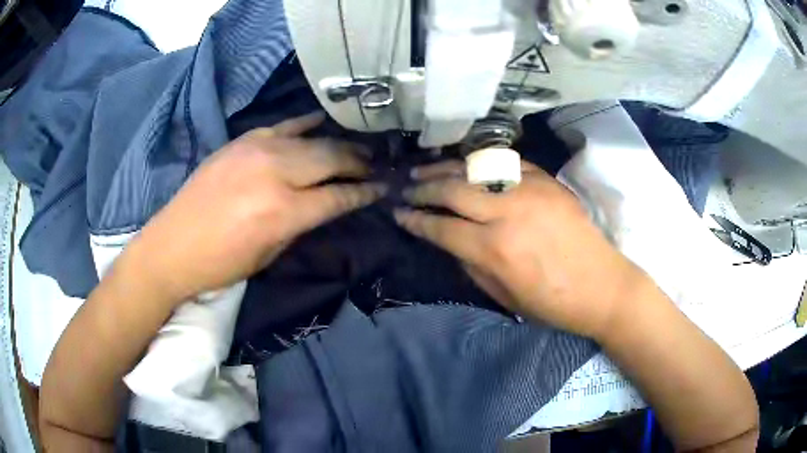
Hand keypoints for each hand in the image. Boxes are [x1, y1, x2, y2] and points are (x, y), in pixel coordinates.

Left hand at [128, 113, 383, 301]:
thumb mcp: (269, 255)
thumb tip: (326, 204)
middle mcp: (275, 174)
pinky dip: (305, 124)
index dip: (365, 193)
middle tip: (376, 165)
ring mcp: (257, 151)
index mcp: (283, 212)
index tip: (383, 188)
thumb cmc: (221, 263)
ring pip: (312, 140)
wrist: (172, 245)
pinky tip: (321, 122)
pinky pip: (282, 127)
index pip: (338, 197)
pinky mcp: (242, 142)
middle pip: (331, 159)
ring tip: (356, 148)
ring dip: (339, 144)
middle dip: (359, 163)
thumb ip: (301, 224)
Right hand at [395, 160, 642, 338]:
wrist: (602, 285)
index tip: (399, 214)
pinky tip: (468, 165)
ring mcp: (529, 190)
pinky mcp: (547, 180)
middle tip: (406, 189)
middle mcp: (507, 212)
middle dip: (423, 189)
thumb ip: (470, 265)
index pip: (441, 227)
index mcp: (494, 250)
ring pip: (475, 169)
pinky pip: (505, 163)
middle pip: (452, 190)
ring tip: (425, 169)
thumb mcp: (503, 297)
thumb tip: (448, 240)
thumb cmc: (553, 303)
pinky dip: (481, 163)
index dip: (415, 221)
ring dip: (445, 168)